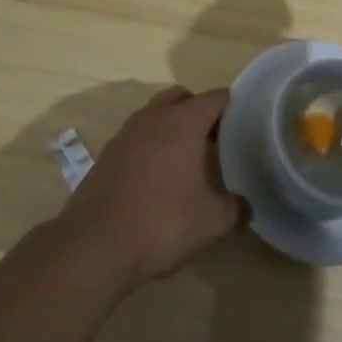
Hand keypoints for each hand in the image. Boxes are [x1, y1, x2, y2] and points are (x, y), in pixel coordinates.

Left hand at [61, 86, 247, 287]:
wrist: (95, 244)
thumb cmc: (162, 222)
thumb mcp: (211, 221)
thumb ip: (235, 209)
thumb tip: (246, 206)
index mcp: (183, 122)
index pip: (214, 98)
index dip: (232, 106)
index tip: (244, 123)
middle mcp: (154, 117)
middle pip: (181, 97)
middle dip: (198, 110)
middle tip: (215, 139)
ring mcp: (126, 133)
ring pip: (155, 114)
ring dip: (171, 127)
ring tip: (187, 159)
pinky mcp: (107, 154)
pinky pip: (137, 137)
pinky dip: (151, 146)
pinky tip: (157, 178)